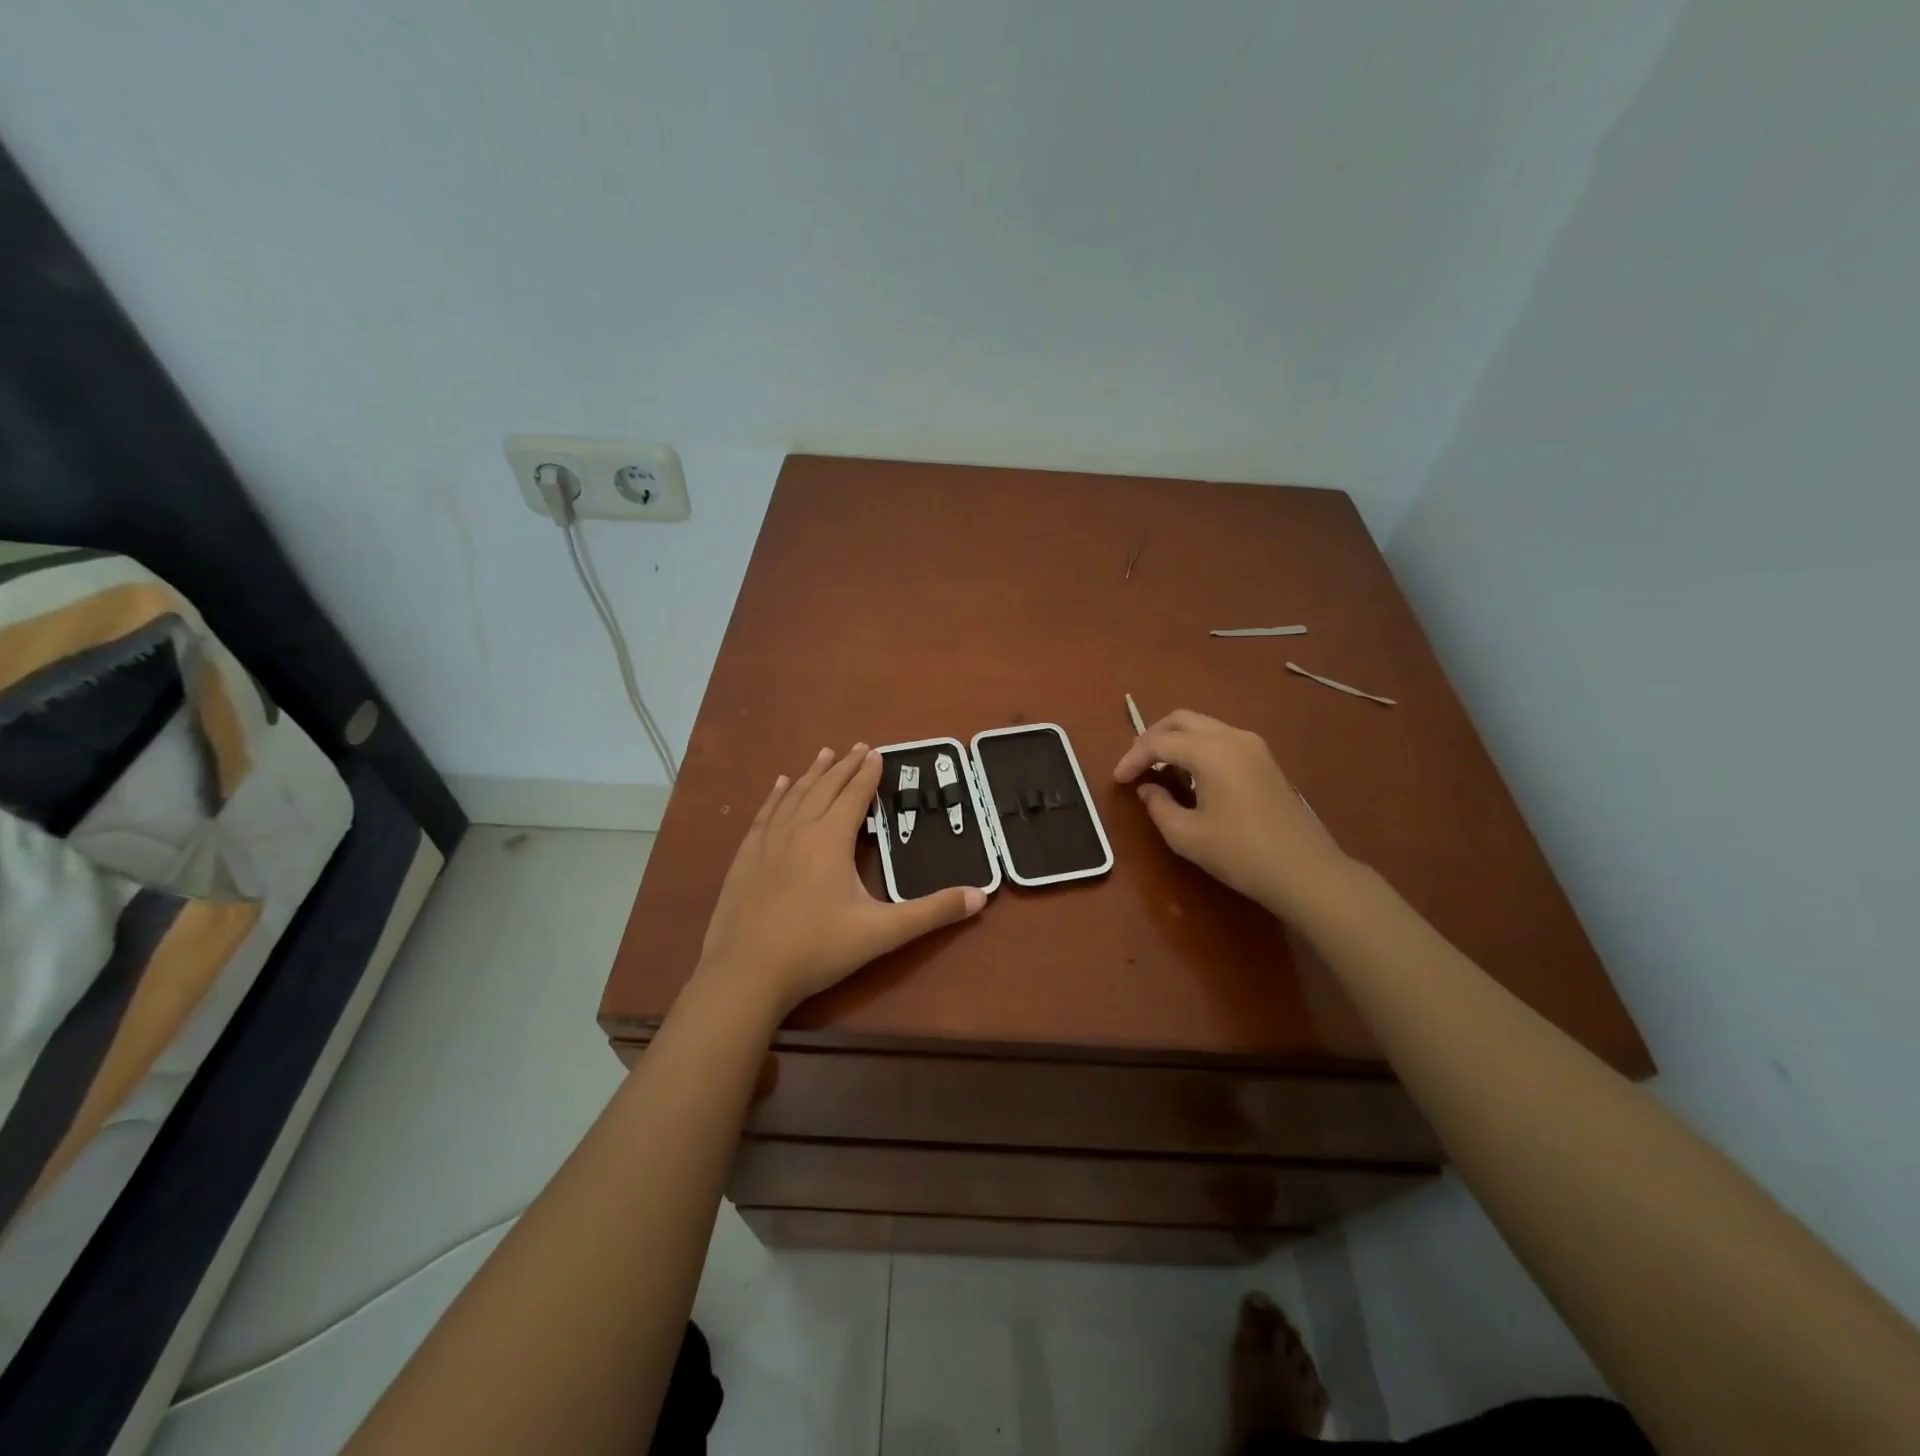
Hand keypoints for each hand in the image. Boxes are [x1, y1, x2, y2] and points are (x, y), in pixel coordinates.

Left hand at [697, 744, 985, 1016]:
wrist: (745, 974)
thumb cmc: (816, 950)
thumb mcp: (881, 933)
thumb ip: (931, 913)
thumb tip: (981, 896)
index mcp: (830, 840)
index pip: (853, 796)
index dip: (868, 774)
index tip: (877, 752)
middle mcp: (799, 831)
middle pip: (824, 788)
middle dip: (844, 766)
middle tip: (858, 746)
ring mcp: (767, 843)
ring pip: (794, 796)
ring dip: (812, 773)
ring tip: (825, 753)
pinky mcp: (745, 858)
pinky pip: (765, 814)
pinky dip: (776, 795)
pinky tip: (779, 786)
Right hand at [1113, 710, 1350, 916]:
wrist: (1305, 871)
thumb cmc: (1240, 853)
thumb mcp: (1186, 835)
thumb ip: (1158, 806)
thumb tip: (1148, 789)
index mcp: (1211, 751)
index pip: (1159, 742)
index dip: (1132, 758)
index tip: (1117, 781)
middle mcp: (1232, 737)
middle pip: (1181, 720)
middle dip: (1151, 738)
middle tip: (1135, 766)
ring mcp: (1253, 746)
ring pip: (1203, 727)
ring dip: (1175, 742)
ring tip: (1158, 771)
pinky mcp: (1265, 760)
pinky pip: (1220, 740)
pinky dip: (1197, 749)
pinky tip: (1189, 776)